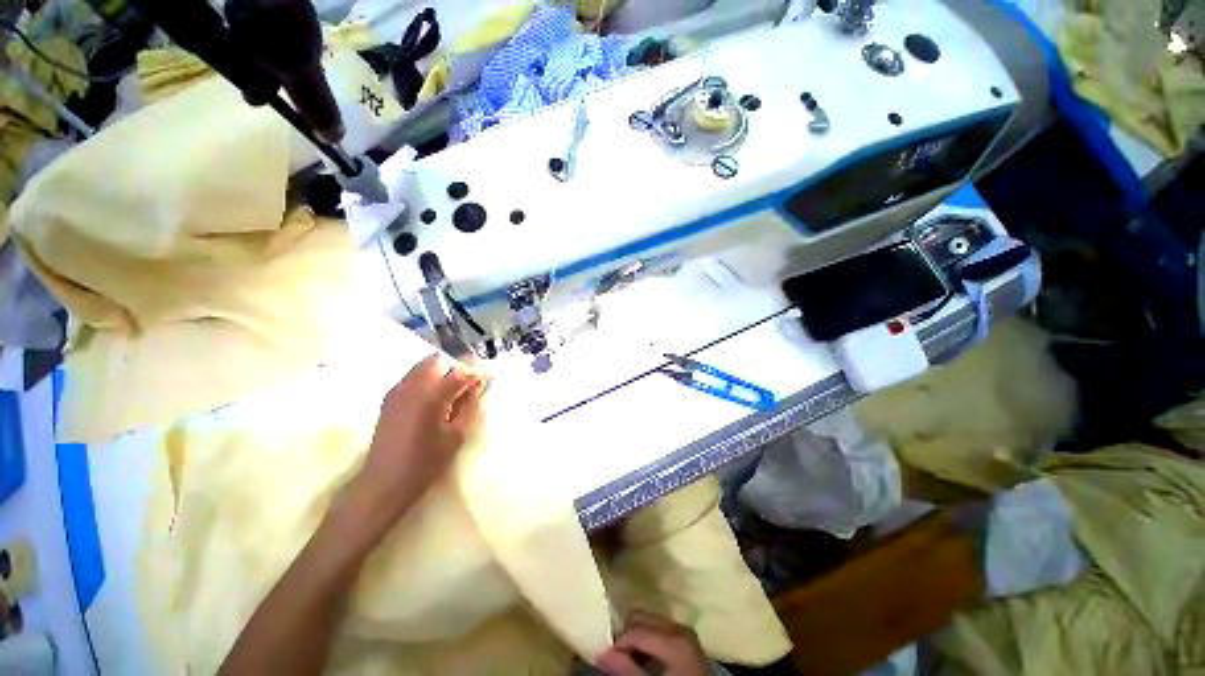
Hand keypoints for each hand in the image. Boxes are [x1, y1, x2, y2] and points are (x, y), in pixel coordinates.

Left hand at [347, 354, 487, 534]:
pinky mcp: (389, 398)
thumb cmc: (425, 463)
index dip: (475, 373)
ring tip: (453, 391)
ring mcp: (397, 390)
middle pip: (437, 361)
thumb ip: (469, 406)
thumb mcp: (457, 435)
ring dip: (442, 372)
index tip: (486, 379)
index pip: (459, 372)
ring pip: (424, 366)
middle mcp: (411, 386)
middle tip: (468, 385)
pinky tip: (435, 398)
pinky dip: (428, 379)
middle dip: (456, 368)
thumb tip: (476, 386)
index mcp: (430, 396)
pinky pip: (413, 376)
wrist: (383, 482)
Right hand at [597, 611, 711, 675]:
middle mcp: (679, 626)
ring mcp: (685, 630)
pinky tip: (646, 658)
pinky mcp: (687, 637)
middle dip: (627, 634)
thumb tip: (600, 653)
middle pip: (642, 618)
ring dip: (638, 636)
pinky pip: (661, 628)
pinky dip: (650, 639)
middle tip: (618, 656)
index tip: (604, 655)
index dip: (617, 643)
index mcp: (673, 637)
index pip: (635, 630)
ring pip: (651, 621)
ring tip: (631, 658)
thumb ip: (627, 669)